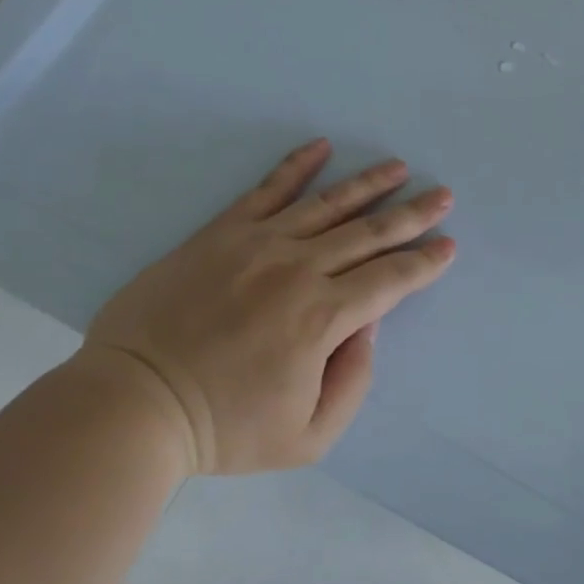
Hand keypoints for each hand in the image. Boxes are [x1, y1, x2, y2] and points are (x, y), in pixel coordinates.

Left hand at [82, 139, 455, 474]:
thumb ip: (354, 381)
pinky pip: (267, 190)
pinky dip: (297, 166)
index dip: (425, 262)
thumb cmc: (225, 428)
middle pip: (369, 233)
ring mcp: (259, 244)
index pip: (391, 279)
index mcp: (324, 318)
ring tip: (398, 167)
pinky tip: (321, 147)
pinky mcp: (221, 233)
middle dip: (412, 214)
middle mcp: (299, 269)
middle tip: (442, 195)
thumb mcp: (309, 436)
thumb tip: (368, 325)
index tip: (448, 246)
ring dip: (369, 184)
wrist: (135, 403)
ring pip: (328, 204)